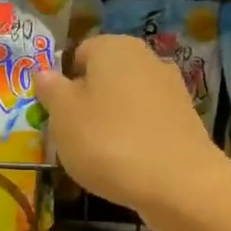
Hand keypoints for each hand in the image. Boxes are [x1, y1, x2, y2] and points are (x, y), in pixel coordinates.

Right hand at [34, 34, 227, 230]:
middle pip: (104, 76)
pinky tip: (126, 162)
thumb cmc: (107, 141)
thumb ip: (51, 90)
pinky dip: (134, 136)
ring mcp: (171, 88)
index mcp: (113, 47)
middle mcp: (146, 58)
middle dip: (87, 101)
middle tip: (72, 134)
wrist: (177, 183)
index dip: (62, 82)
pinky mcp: (185, 119)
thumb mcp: (63, 116)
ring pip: (126, 99)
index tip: (55, 113)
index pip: (78, 54)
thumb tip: (45, 73)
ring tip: (98, 153)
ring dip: (110, 120)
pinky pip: (146, 121)